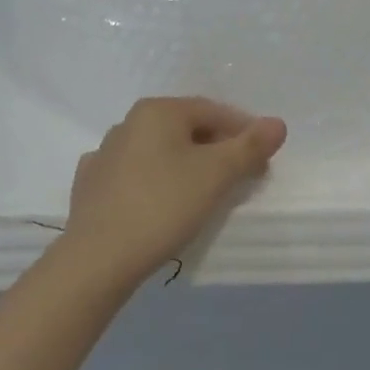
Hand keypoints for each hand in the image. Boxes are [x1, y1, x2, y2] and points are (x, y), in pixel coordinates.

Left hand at [60, 97, 287, 286]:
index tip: (263, 157)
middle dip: (216, 147)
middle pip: (185, 128)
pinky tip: (160, 198)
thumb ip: (249, 147)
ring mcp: (104, 153)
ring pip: (159, 150)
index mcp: (158, 111)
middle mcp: (128, 122)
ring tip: (204, 191)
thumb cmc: (163, 206)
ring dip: (185, 163)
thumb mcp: (216, 175)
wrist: (97, 258)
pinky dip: (154, 180)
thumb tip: (277, 123)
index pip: (212, 110)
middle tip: (240, 176)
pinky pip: (134, 173)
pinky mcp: (91, 184)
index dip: (243, 130)